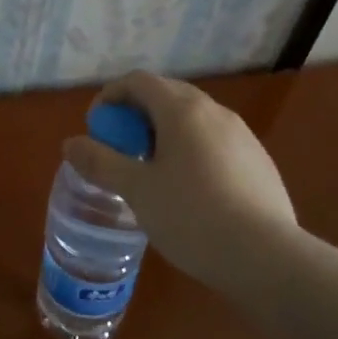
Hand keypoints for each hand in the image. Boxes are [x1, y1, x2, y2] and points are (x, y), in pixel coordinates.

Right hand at [63, 71, 298, 288]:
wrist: (266, 257)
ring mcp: (243, 135)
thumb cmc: (191, 216)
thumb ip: (100, 162)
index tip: (97, 126)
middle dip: (137, 114)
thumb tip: (70, 144)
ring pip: (194, 119)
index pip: (139, 81)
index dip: (111, 95)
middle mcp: (215, 112)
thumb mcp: (136, 190)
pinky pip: (215, 141)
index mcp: (182, 110)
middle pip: (168, 95)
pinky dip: (192, 150)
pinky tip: (190, 190)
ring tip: (152, 170)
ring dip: (165, 132)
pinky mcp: (259, 161)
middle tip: (121, 148)